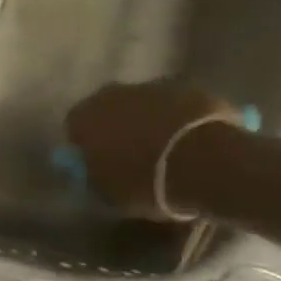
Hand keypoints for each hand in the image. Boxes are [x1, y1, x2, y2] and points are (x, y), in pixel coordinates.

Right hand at [66, 80, 238, 219]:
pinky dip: (177, 118)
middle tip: (132, 155)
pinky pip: (174, 104)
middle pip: (108, 109)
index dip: (85, 146)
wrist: (206, 162)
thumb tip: (92, 172)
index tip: (98, 164)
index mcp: (85, 117)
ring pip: (142, 103)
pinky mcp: (187, 86)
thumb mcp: (112, 194)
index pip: (73, 127)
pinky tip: (190, 142)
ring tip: (166, 150)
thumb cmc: (149, 183)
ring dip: (148, 120)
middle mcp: (111, 93)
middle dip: (117, 127)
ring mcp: (151, 85)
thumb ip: (95, 178)